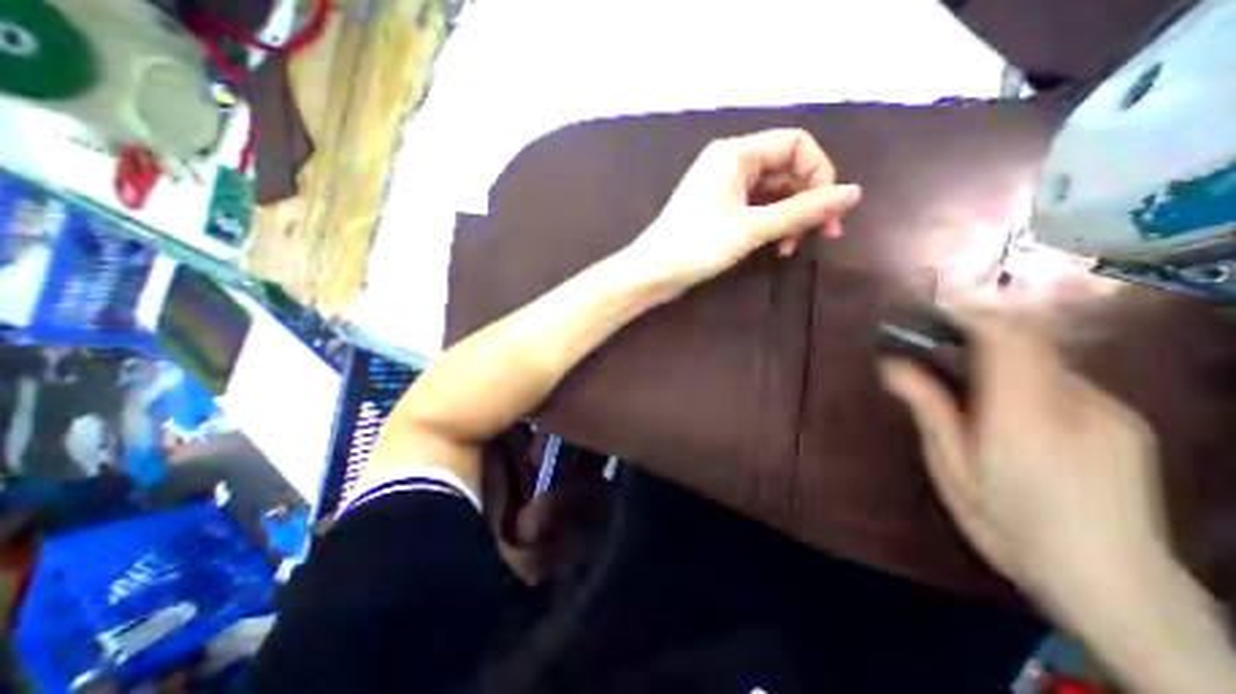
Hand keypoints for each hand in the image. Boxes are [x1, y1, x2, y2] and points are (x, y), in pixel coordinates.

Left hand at [628, 131, 861, 295]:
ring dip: (791, 217)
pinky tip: (778, 247)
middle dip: (808, 200)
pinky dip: (772, 225)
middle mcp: (731, 164)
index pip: (796, 144)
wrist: (652, 273)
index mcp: (735, 154)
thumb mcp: (751, 228)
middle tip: (823, 235)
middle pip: (787, 169)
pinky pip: (758, 208)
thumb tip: (855, 193)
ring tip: (794, 248)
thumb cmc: (695, 247)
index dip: (820, 173)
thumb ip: (801, 211)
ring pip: (774, 192)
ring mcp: (725, 188)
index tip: (827, 210)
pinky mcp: (722, 210)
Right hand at [878, 313, 1170, 622]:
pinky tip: (1003, 409)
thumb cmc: (1008, 525)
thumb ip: (928, 409)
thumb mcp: (951, 467)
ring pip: (1041, 356)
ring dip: (995, 355)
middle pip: (1028, 338)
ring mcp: (1108, 411)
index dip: (968, 316)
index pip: (1008, 341)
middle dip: (976, 330)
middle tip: (931, 346)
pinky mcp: (1120, 419)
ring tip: (961, 383)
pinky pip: (1059, 376)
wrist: (1111, 583)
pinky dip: (1020, 375)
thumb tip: (892, 366)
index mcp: (1023, 422)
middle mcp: (1075, 406)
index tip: (927, 316)